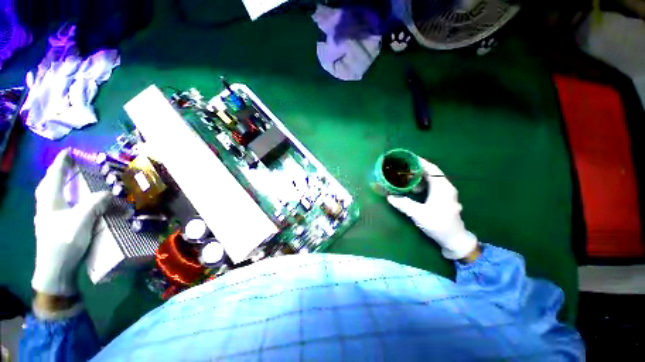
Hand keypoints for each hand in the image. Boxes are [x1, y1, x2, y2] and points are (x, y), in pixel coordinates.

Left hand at [31, 149, 111, 295]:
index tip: (68, 152)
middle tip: (66, 166)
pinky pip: (54, 206)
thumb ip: (95, 204)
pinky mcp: (51, 228)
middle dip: (55, 173)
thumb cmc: (65, 242)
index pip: (55, 176)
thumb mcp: (82, 221)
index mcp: (50, 201)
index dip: (61, 163)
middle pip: (47, 185)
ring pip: (49, 196)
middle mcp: (45, 207)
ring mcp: (46, 218)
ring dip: (57, 186)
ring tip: (67, 182)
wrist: (55, 270)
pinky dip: (60, 199)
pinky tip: (67, 204)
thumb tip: (109, 193)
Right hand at [387, 158, 477, 259]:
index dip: (420, 162)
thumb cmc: (439, 225)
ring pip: (432, 180)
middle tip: (402, 167)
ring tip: (405, 177)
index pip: (432, 169)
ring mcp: (446, 194)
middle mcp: (446, 188)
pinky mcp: (443, 200)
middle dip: (417, 169)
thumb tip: (389, 197)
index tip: (407, 158)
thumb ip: (404, 204)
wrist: (455, 241)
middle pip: (431, 173)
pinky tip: (413, 189)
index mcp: (443, 188)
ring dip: (419, 177)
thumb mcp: (419, 214)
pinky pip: (432, 187)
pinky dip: (422, 185)